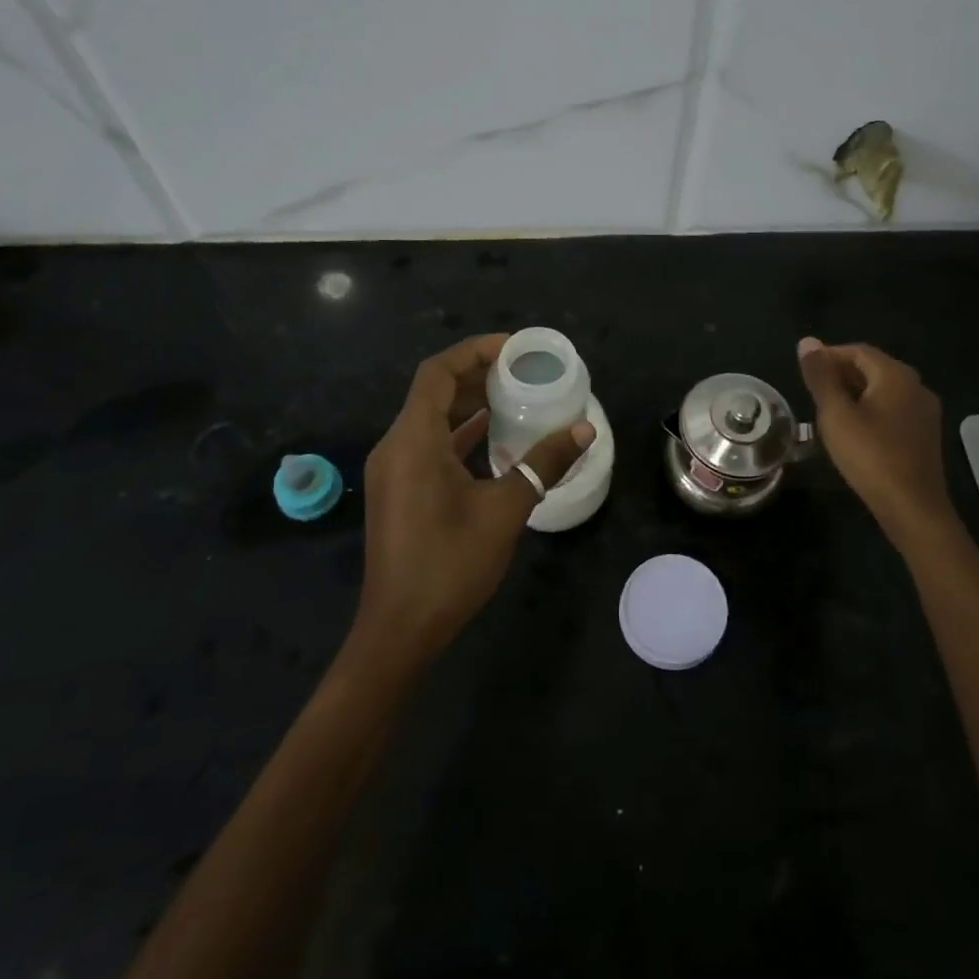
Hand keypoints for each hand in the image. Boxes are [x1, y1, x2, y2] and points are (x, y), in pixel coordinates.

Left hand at [357, 334, 592, 663]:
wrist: (400, 629)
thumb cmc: (450, 565)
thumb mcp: (505, 510)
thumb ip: (543, 464)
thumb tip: (584, 432)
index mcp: (413, 441)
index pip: (438, 373)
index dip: (475, 351)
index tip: (515, 349)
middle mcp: (396, 446)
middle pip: (434, 392)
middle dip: (478, 375)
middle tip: (525, 372)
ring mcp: (394, 470)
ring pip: (432, 419)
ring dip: (470, 404)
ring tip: (517, 397)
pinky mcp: (400, 490)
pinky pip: (430, 445)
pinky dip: (460, 434)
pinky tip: (495, 438)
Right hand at [796, 337, 952, 543]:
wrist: (912, 508)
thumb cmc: (870, 456)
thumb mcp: (836, 414)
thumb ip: (820, 376)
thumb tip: (807, 342)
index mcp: (896, 375)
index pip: (857, 351)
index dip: (828, 356)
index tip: (804, 372)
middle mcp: (916, 386)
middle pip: (873, 368)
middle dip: (840, 374)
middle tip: (811, 392)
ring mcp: (924, 412)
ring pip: (883, 390)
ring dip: (854, 394)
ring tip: (826, 411)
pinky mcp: (924, 434)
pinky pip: (892, 410)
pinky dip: (869, 410)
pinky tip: (852, 431)